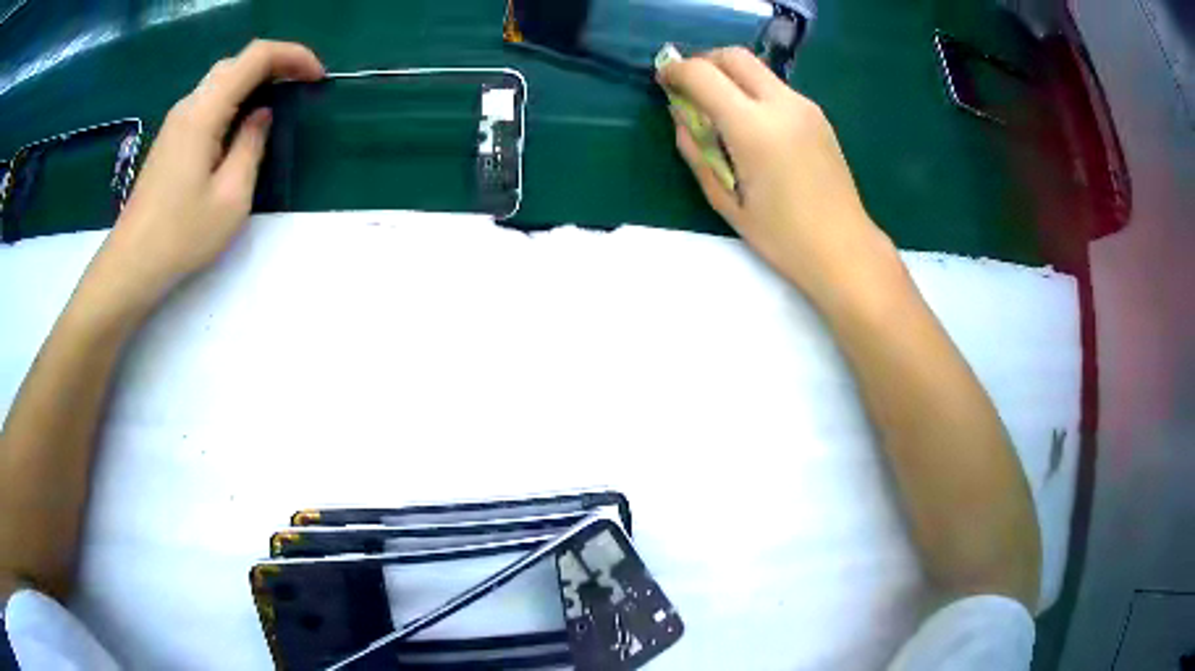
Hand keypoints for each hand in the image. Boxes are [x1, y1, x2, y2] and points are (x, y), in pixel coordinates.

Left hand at [91, 40, 323, 307]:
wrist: (132, 264)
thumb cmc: (181, 236)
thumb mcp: (231, 197)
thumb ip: (251, 145)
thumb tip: (261, 114)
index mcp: (205, 112)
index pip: (256, 57)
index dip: (292, 56)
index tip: (316, 77)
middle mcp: (189, 105)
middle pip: (238, 62)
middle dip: (276, 63)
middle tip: (301, 85)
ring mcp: (176, 121)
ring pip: (222, 79)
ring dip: (254, 80)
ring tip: (279, 100)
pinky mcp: (171, 138)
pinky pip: (209, 100)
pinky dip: (235, 97)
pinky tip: (243, 121)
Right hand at [659, 48, 896, 307]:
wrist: (844, 248)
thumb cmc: (781, 237)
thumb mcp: (725, 200)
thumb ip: (696, 151)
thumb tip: (680, 115)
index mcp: (754, 128)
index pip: (704, 74)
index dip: (677, 72)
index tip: (664, 81)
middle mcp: (781, 105)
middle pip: (734, 56)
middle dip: (704, 62)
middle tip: (690, 87)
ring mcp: (805, 107)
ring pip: (757, 69)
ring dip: (730, 76)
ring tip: (719, 109)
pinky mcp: (818, 115)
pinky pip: (776, 87)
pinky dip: (752, 91)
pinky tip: (751, 125)